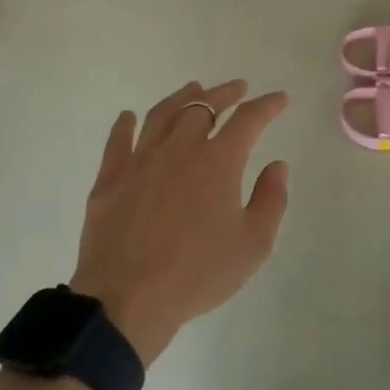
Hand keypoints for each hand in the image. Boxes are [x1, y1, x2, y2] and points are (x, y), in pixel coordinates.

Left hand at [70, 80, 289, 364]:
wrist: (126, 301)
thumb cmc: (197, 274)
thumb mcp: (252, 245)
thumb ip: (271, 200)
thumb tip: (277, 165)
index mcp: (218, 161)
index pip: (248, 119)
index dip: (267, 106)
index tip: (280, 99)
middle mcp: (180, 148)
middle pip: (203, 106)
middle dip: (225, 93)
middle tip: (238, 88)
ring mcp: (141, 160)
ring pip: (162, 115)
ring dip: (181, 97)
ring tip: (193, 88)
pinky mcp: (110, 179)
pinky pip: (118, 142)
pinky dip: (125, 124)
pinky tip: (128, 116)